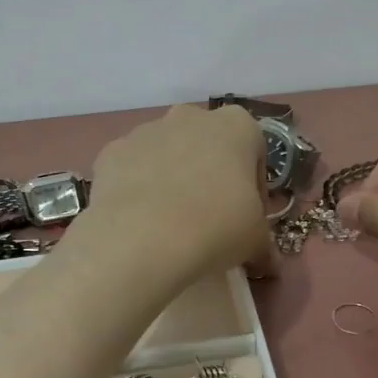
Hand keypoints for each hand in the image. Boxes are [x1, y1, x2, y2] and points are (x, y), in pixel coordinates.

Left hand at [71, 104, 274, 289]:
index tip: (248, 215)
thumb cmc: (215, 228)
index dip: (253, 186)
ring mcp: (146, 130)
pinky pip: (132, 168)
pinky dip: (137, 188)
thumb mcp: (255, 240)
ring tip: (170, 222)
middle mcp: (190, 116)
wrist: (142, 239)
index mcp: (236, 126)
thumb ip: (263, 242)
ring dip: (172, 178)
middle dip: (210, 174)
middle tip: (210, 216)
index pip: (254, 151)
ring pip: (166, 153)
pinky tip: (140, 220)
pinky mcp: (111, 151)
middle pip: (207, 144)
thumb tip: (266, 260)